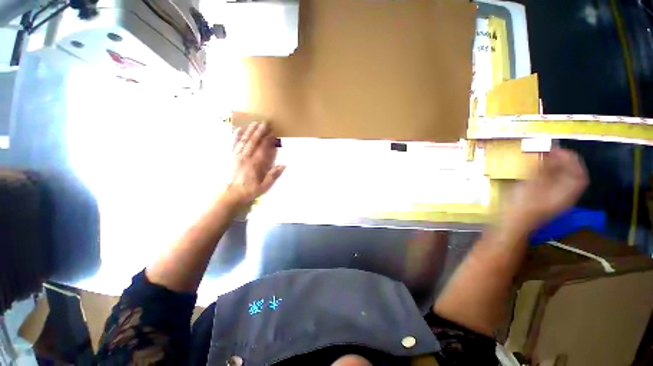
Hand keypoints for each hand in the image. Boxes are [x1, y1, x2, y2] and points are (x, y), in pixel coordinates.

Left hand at [225, 122, 284, 204]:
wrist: (228, 196)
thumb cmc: (248, 192)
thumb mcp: (264, 187)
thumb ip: (273, 175)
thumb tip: (284, 165)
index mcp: (255, 165)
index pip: (263, 149)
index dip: (268, 140)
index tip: (273, 133)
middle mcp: (245, 158)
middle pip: (253, 142)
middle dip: (260, 131)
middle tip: (265, 122)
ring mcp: (236, 156)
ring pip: (243, 141)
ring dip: (249, 131)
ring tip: (254, 123)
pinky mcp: (229, 157)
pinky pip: (232, 144)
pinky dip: (235, 136)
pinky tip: (238, 129)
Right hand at [507, 149, 588, 228]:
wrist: (511, 224)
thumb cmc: (523, 205)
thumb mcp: (533, 185)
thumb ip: (544, 169)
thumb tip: (551, 154)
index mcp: (566, 194)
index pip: (578, 174)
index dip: (571, 160)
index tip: (557, 150)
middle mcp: (564, 197)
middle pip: (571, 177)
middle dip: (563, 162)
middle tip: (549, 152)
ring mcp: (553, 200)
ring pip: (561, 180)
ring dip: (554, 168)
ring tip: (542, 159)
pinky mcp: (543, 201)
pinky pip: (551, 185)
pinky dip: (546, 175)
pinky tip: (535, 172)